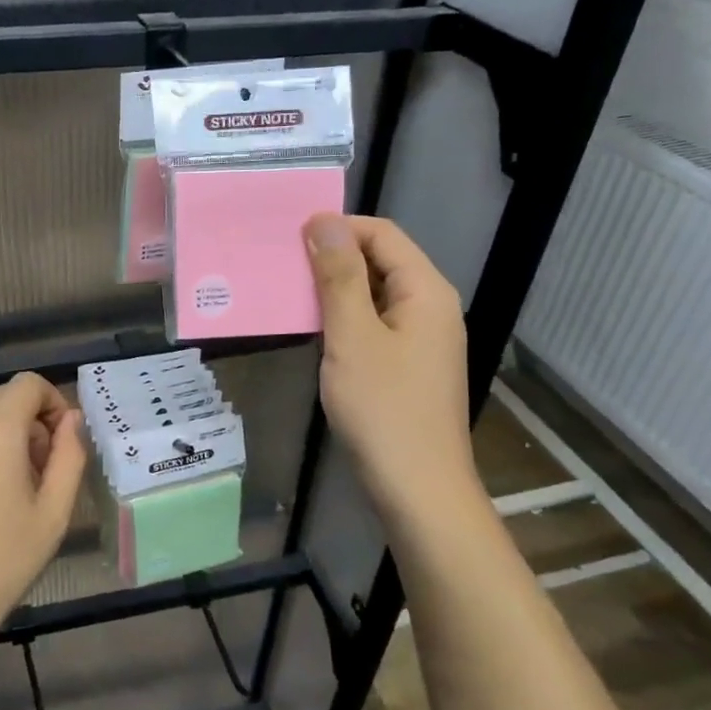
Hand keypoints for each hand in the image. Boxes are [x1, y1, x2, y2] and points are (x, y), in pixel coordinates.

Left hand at [0, 373, 85, 678]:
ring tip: (9, 491)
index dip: (53, 402)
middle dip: (28, 421)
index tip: (61, 443)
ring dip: (0, 436)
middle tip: (40, 472)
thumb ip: (70, 456)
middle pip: (0, 398)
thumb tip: (71, 421)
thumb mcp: (53, 513)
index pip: (29, 384)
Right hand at [305, 214, 484, 528]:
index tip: (289, 237)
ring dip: (334, 290)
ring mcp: (421, 340)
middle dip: (333, 258)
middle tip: (280, 264)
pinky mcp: (407, 367)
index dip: (338, 228)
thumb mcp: (352, 336)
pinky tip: (312, 331)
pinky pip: (374, 326)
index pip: (382, 235)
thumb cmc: (383, 409)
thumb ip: (338, 276)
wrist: (416, 489)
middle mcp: (430, 308)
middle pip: (381, 262)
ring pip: (374, 296)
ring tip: (287, 293)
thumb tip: (324, 221)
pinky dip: (343, 320)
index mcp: (426, 292)